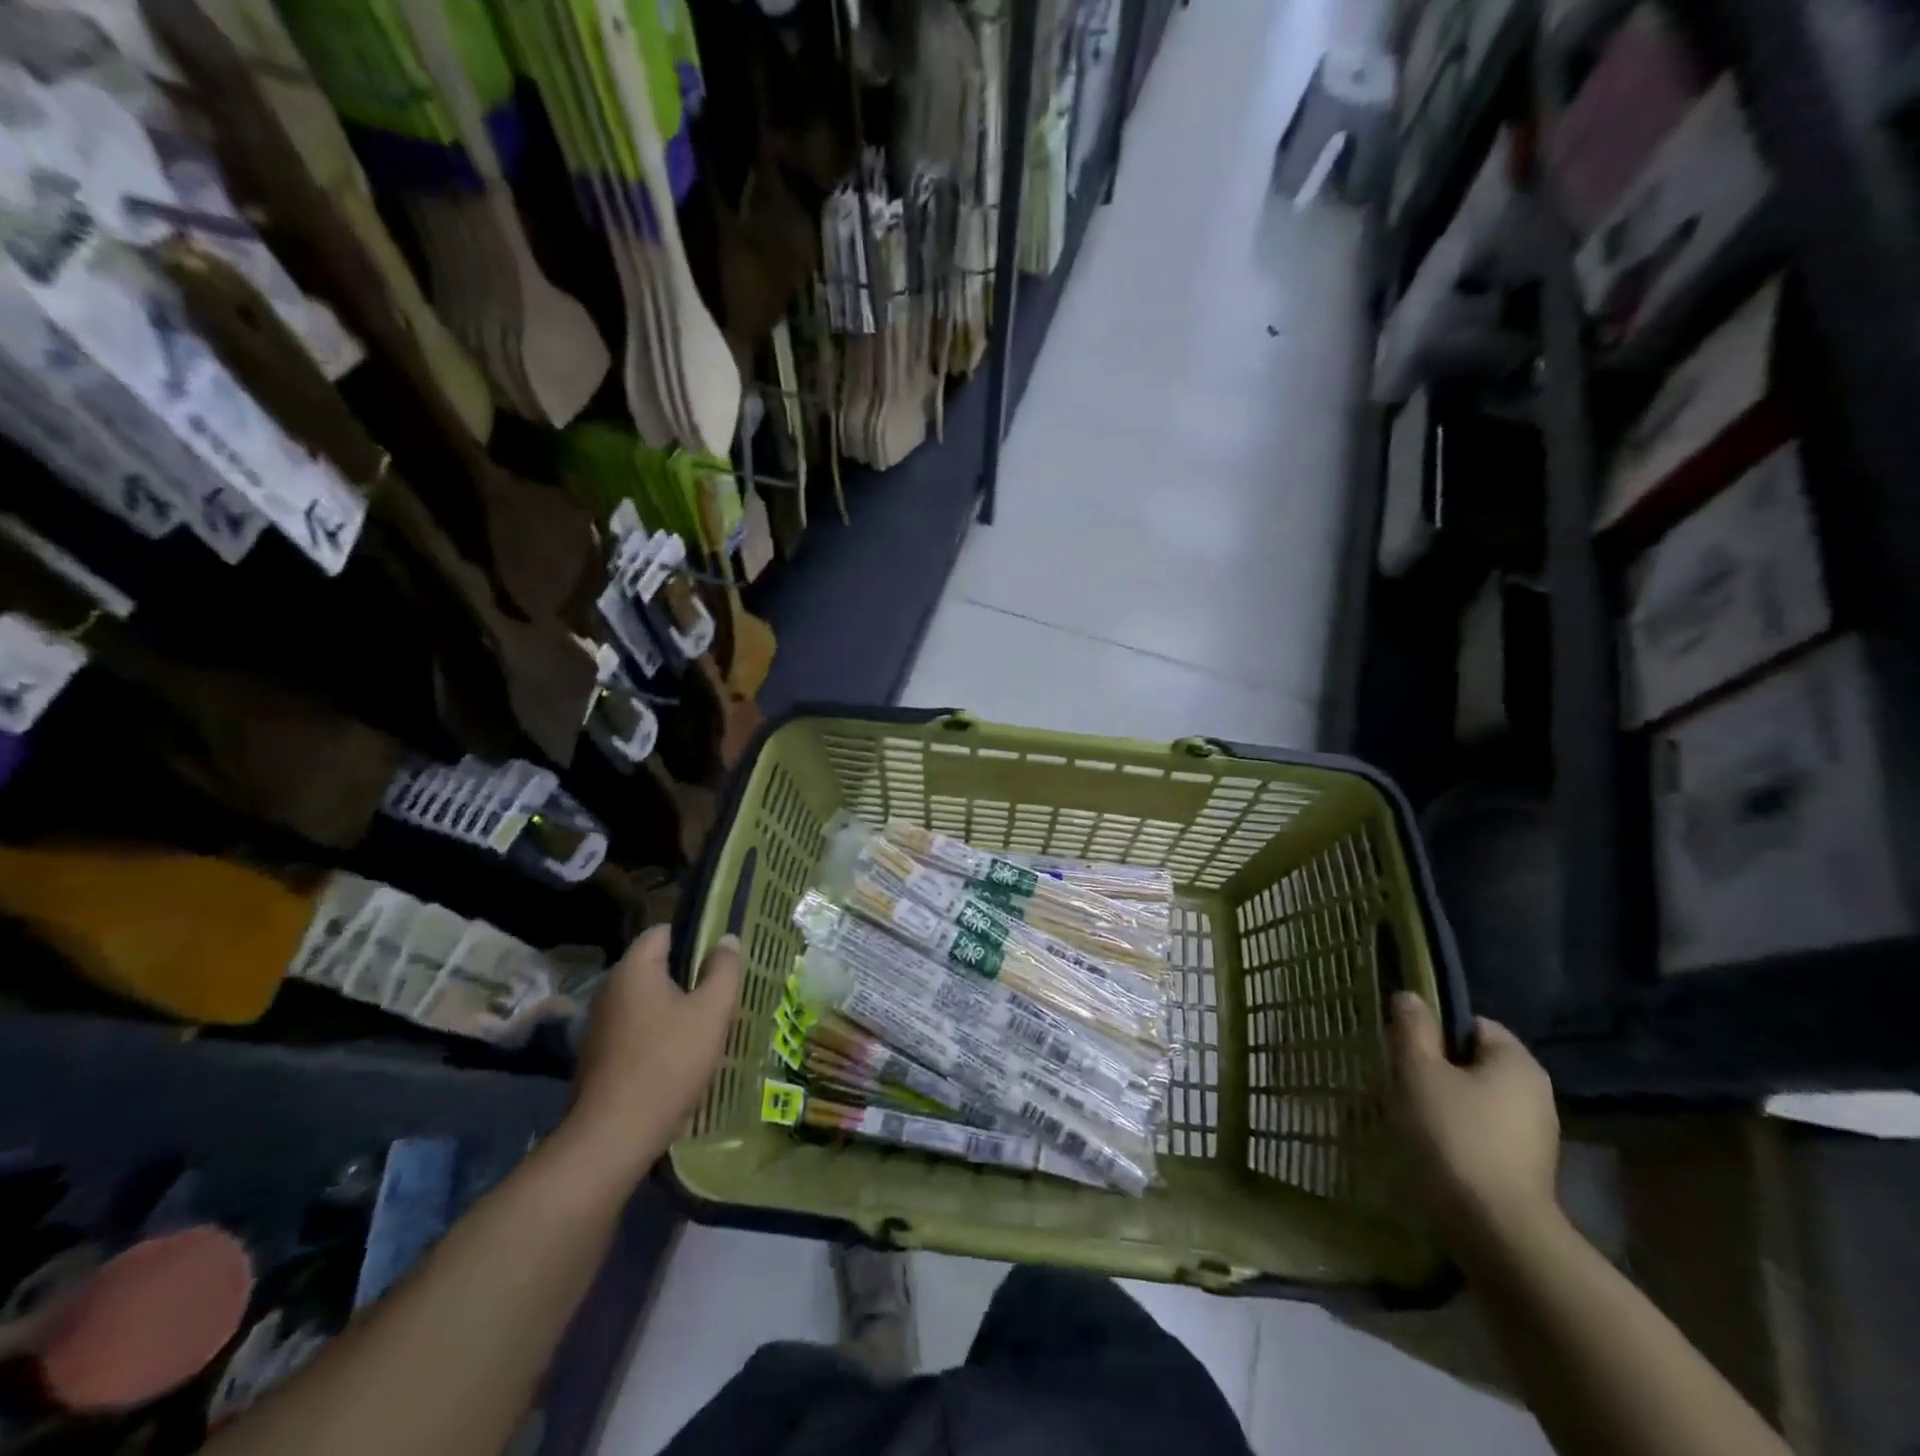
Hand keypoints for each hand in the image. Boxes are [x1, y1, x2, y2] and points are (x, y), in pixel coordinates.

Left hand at [566, 926, 742, 1178]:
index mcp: (634, 970)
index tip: (723, 954)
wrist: (614, 1136)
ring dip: (676, 1008)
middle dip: (690, 975)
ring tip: (708, 1024)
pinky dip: (659, 1035)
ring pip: (647, 1002)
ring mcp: (601, 1026)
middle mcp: (610, 990)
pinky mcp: (600, 1058)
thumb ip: (724, 969)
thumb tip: (727, 939)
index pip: (663, 931)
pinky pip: (637, 1031)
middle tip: (723, 990)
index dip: (696, 936)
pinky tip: (683, 1056)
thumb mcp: (711, 1011)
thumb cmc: (668, 1062)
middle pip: (656, 967)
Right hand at [1388, 992, 1560, 1252]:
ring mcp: (1534, 1138)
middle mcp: (1536, 1095)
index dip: (1434, 1032)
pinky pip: (1482, 1136)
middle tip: (1399, 1083)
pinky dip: (1455, 1137)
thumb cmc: (1453, 1136)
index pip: (1472, 1025)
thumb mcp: (1419, 1072)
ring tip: (1408, 1121)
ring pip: (1475, 1102)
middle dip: (1435, 1071)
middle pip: (1473, 1064)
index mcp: (1517, 1063)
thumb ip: (1413, 1030)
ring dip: (1442, 1105)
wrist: (1494, 1232)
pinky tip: (1430, 1152)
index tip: (1404, 1051)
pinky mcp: (1524, 1173)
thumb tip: (1411, 998)